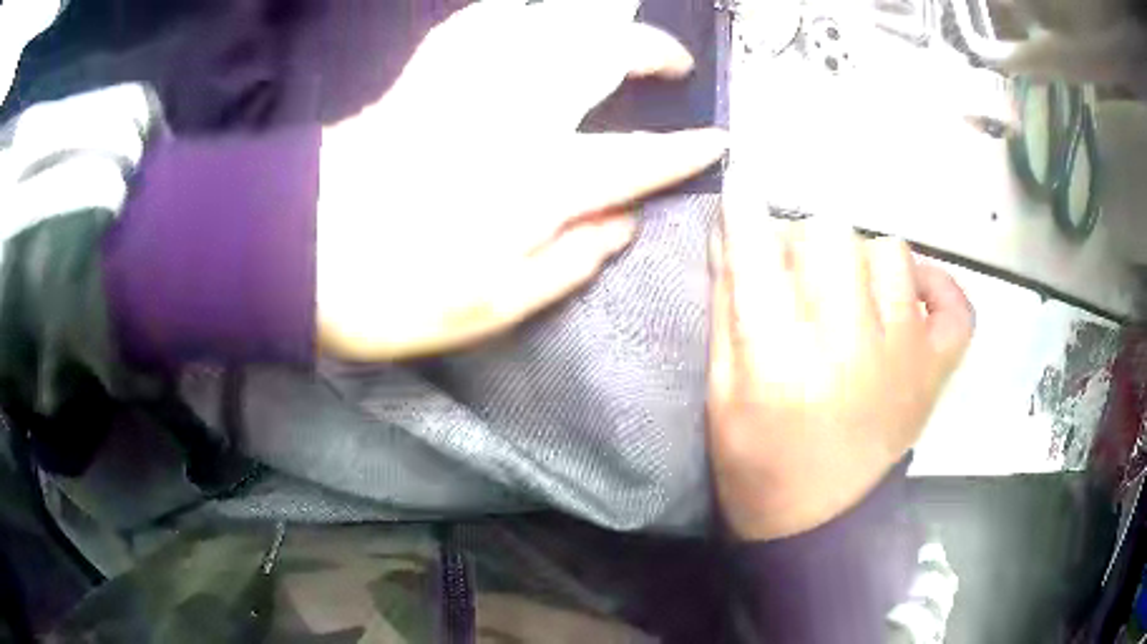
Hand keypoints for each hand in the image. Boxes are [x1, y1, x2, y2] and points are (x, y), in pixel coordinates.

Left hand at [316, 0, 726, 360]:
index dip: (687, 150)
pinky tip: (529, 16)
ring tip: (616, 28)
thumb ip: (571, 261)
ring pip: (548, 22)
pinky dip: (514, 11)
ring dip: (595, 17)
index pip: (639, 158)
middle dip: (651, 52)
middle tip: (674, 62)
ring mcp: (468, 84)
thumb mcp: (495, 308)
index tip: (718, 141)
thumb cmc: (394, 294)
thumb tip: (625, 222)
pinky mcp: (424, 74)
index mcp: (540, 184)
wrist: (298, 251)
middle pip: (603, 58)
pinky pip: (480, 20)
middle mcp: (517, 117)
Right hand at [707, 214, 973, 540]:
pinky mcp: (936, 370)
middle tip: (799, 271)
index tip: (741, 189)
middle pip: (833, 235)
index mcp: (781, 361)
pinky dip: (936, 287)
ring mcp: (905, 356)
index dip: (743, 212)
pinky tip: (910, 296)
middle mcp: (850, 348)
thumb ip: (727, 308)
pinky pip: (955, 302)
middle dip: (805, 240)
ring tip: (850, 293)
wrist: (819, 522)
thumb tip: (730, 233)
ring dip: (862, 260)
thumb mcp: (722, 393)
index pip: (759, 255)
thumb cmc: (758, 461)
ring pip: (891, 252)